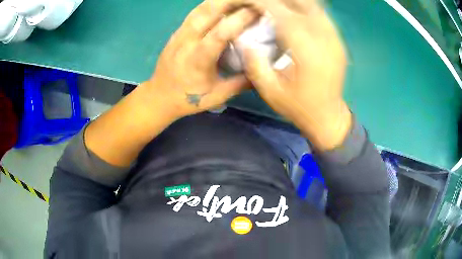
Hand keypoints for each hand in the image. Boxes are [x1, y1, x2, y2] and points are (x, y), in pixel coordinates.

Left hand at [141, 0, 256, 118]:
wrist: (159, 97)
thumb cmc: (188, 99)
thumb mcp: (217, 96)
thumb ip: (241, 83)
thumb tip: (263, 71)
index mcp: (198, 59)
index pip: (220, 33)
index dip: (240, 19)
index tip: (258, 12)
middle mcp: (187, 41)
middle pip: (207, 12)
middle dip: (230, 1)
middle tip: (250, 1)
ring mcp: (179, 34)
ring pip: (199, 9)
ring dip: (219, 0)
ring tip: (237, 0)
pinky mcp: (177, 32)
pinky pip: (194, 13)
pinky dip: (210, 5)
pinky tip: (221, 4)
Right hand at [237, 0, 351, 150]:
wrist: (328, 117)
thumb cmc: (299, 107)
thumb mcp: (270, 91)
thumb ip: (254, 63)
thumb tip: (243, 39)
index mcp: (307, 50)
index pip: (281, 12)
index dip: (261, 2)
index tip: (246, 1)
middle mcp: (324, 38)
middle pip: (301, 3)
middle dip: (276, 0)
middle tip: (260, 4)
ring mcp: (335, 37)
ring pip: (313, 5)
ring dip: (292, 2)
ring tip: (275, 6)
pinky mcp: (338, 40)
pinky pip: (322, 13)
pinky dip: (305, 7)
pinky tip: (294, 12)